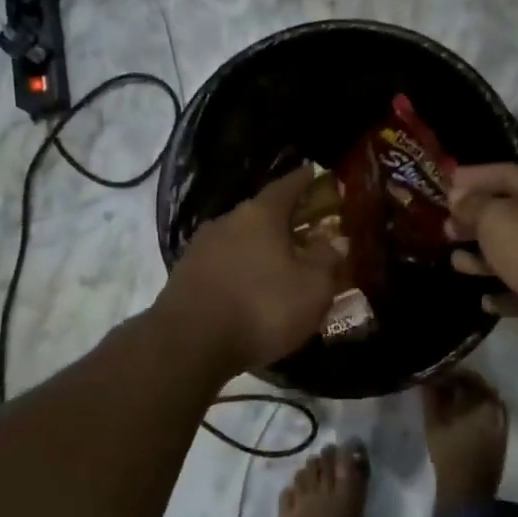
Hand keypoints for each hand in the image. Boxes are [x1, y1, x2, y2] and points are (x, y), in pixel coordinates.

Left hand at [158, 164, 341, 375]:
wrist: (189, 343)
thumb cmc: (262, 308)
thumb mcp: (313, 288)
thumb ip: (327, 260)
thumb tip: (332, 242)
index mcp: (261, 214)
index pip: (288, 185)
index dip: (305, 180)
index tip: (317, 173)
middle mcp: (228, 220)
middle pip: (262, 213)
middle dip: (285, 221)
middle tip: (307, 231)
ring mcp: (202, 247)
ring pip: (241, 239)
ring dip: (261, 248)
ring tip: (280, 265)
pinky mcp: (185, 275)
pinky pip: (224, 264)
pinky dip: (241, 270)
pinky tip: (251, 288)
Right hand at [447, 163, 517, 351]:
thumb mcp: (494, 218)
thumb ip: (472, 205)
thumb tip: (458, 198)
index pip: (504, 173)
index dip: (473, 177)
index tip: (445, 184)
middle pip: (508, 213)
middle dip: (474, 220)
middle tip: (445, 228)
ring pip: (514, 252)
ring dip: (483, 258)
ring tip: (455, 263)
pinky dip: (503, 291)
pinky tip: (484, 300)